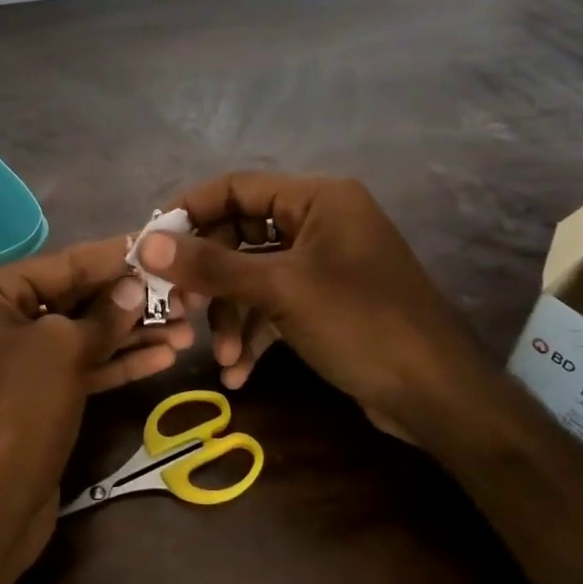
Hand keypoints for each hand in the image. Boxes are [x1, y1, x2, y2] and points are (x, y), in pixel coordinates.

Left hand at [0, 237, 193, 575]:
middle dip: (129, 300)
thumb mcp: (63, 350)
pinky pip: (78, 367)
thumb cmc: (17, 410)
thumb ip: (104, 314)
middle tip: (184, 294)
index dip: (114, 256)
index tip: (159, 244)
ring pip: (81, 335)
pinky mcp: (33, 396)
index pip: (61, 264)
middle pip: (73, 298)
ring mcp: (13, 361)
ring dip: (132, 333)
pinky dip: (116, 363)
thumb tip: (134, 289)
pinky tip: (164, 358)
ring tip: (188, 328)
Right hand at [135, 173, 497, 440]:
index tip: (150, 243)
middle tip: (178, 307)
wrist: (438, 397)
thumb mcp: (280, 290)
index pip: (236, 187)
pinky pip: (274, 305)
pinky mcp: (324, 302)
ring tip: (220, 356)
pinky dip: (254, 333)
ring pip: (253, 276)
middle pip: (240, 234)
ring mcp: (323, 264)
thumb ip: (211, 266)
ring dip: (231, 315)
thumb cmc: (360, 324)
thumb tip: (144, 244)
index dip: (189, 212)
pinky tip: (237, 372)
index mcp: (318, 198)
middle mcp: (319, 222)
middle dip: (210, 278)